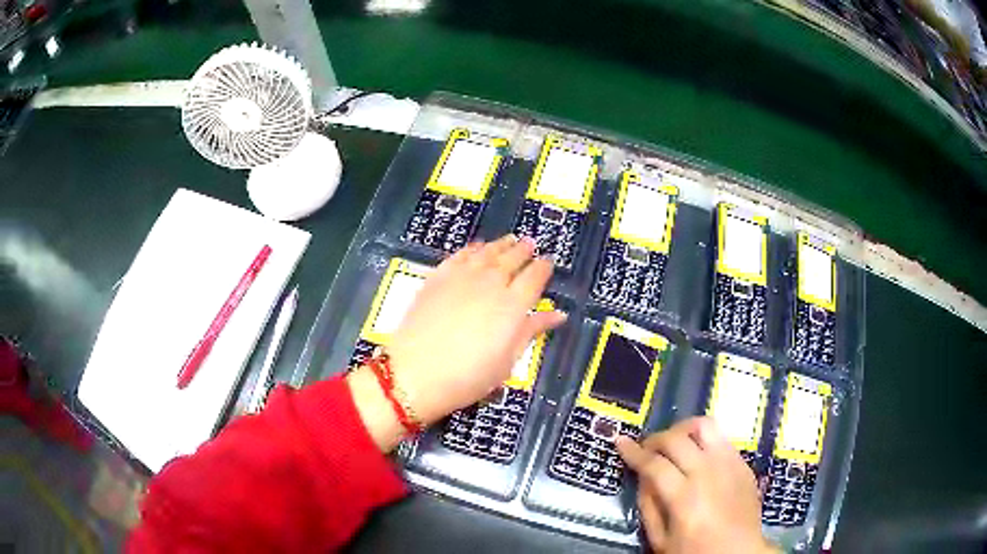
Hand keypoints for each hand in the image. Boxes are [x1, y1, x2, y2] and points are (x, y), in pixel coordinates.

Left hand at [349, 235, 565, 450]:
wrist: (416, 372)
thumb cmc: (467, 376)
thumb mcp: (507, 361)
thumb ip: (531, 331)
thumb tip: (557, 315)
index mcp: (513, 305)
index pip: (535, 277)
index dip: (543, 268)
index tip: (547, 262)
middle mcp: (491, 283)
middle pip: (512, 258)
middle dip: (523, 250)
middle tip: (530, 244)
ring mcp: (462, 277)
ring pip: (487, 252)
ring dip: (501, 244)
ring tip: (509, 240)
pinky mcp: (438, 277)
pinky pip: (460, 255)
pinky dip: (472, 248)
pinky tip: (476, 247)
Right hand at [616, 417, 776, 553]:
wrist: (739, 552)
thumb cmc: (696, 552)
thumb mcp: (660, 540)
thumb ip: (648, 507)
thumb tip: (642, 477)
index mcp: (684, 497)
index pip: (653, 464)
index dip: (633, 451)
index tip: (621, 441)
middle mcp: (707, 473)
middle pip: (676, 439)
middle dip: (654, 439)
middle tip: (646, 449)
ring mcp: (729, 464)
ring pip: (704, 426)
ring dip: (683, 429)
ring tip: (674, 442)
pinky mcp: (742, 463)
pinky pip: (722, 438)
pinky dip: (704, 439)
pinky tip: (698, 454)